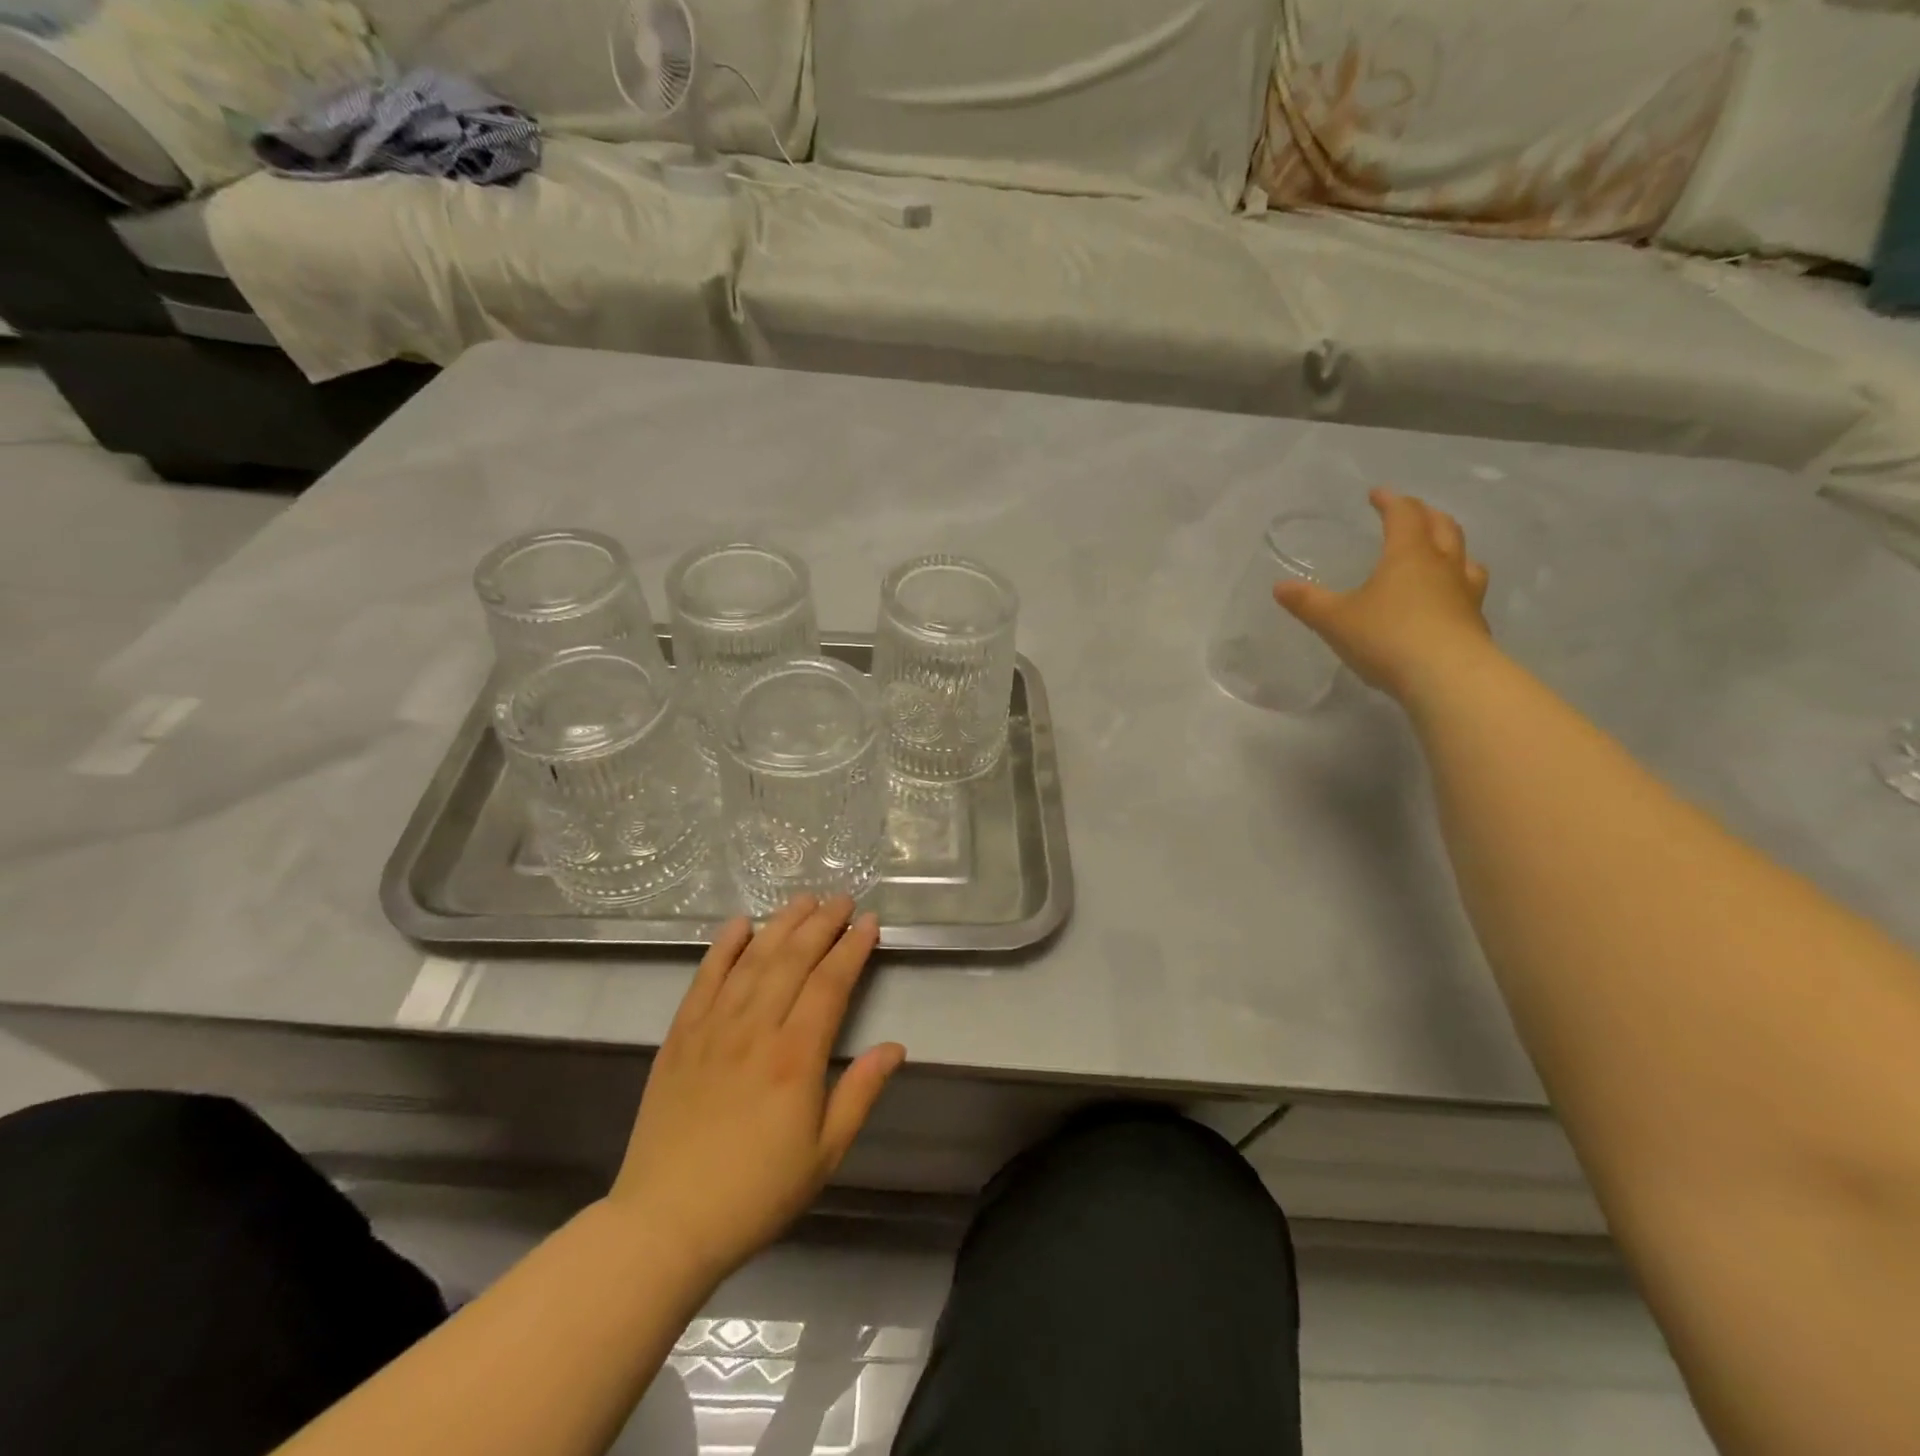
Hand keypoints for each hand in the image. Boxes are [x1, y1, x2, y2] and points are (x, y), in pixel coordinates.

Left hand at [606, 895, 903, 1284]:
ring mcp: (713, 1028)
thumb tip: (895, 1047)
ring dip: (780, 925)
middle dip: (821, 923)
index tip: (869, 922)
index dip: (852, 948)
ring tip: (803, 900)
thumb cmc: (756, 1193)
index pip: (830, 983)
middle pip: (793, 959)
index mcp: (796, 1057)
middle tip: (841, 899)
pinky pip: (704, 979)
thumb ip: (860, 1093)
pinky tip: (739, 925)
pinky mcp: (680, 1036)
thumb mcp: (824, 1154)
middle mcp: (755, 1029)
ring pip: (752, 960)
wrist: (666, 1222)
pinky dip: (723, 947)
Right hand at [1274, 487, 1492, 703]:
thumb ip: (1308, 603)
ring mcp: (1464, 594)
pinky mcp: (1473, 623)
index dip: (1390, 501)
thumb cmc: (1387, 637)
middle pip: (1443, 528)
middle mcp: (1443, 566)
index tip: (1377, 494)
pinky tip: (1446, 601)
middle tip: (1411, 512)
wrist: (1446, 677)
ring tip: (1440, 552)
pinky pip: (1468, 592)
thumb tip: (1279, 587)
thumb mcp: (1335, 620)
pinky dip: (1457, 585)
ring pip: (1465, 558)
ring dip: (1452, 548)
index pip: (1404, 516)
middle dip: (1425, 515)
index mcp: (1408, 556)